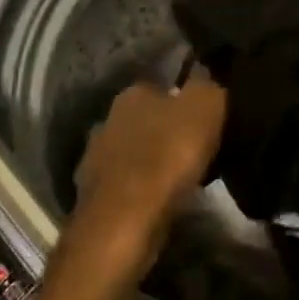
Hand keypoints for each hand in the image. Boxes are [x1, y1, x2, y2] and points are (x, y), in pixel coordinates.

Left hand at [68, 74, 226, 280]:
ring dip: (152, 161)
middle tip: (196, 148)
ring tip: (182, 178)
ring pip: (133, 153)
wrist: (125, 221)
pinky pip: (126, 184)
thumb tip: (204, 78)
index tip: (204, 119)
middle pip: (145, 120)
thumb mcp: (205, 107)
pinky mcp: (92, 196)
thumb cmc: (168, 156)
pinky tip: (160, 200)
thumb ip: (207, 86)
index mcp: (132, 93)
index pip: (162, 87)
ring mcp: (94, 158)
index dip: (184, 101)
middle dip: (166, 131)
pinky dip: (141, 189)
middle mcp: (107, 119)